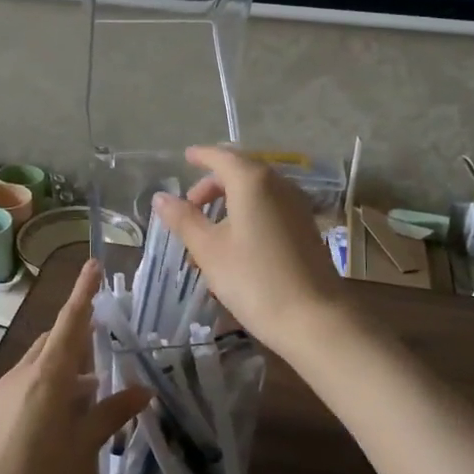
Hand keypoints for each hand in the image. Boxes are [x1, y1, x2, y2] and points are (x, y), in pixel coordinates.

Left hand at [0, 258, 151, 473]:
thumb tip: (143, 390)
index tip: (93, 265)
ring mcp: (1, 395)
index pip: (70, 323)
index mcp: (45, 377)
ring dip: (65, 366)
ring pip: (38, 364)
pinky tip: (62, 414)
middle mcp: (20, 376)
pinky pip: (25, 385)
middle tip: (106, 343)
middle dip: (78, 335)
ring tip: (92, 387)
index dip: (83, 293)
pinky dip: (48, 386)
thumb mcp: (82, 448)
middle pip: (53, 341)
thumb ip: (111, 413)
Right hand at [151, 145, 348, 359]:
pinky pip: (270, 207)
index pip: (221, 156)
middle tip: (190, 208)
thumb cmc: (253, 279)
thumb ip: (184, 219)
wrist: (313, 317)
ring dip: (229, 203)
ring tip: (207, 233)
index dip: (201, 155)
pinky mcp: (305, 227)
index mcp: (252, 181)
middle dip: (212, 185)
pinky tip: (235, 243)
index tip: (185, 158)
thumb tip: (161, 197)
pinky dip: (248, 214)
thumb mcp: (209, 250)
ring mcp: (296, 205)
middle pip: (240, 172)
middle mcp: (278, 184)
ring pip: (256, 191)